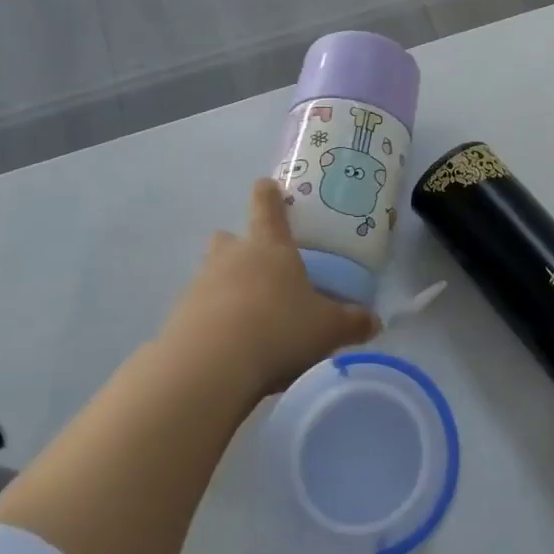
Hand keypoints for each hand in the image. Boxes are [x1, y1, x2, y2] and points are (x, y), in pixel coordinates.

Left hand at [161, 179, 378, 404]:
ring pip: (211, 273)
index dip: (268, 193)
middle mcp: (232, 256)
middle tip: (260, 266)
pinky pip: (198, 309)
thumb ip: (352, 322)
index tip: (268, 186)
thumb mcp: (327, 329)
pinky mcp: (178, 318)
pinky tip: (227, 346)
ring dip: (225, 285)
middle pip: (228, 237)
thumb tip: (375, 321)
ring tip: (248, 315)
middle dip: (240, 245)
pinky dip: (211, 320)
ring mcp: (200, 285)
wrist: (210, 367)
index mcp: (270, 246)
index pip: (266, 205)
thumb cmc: (279, 329)